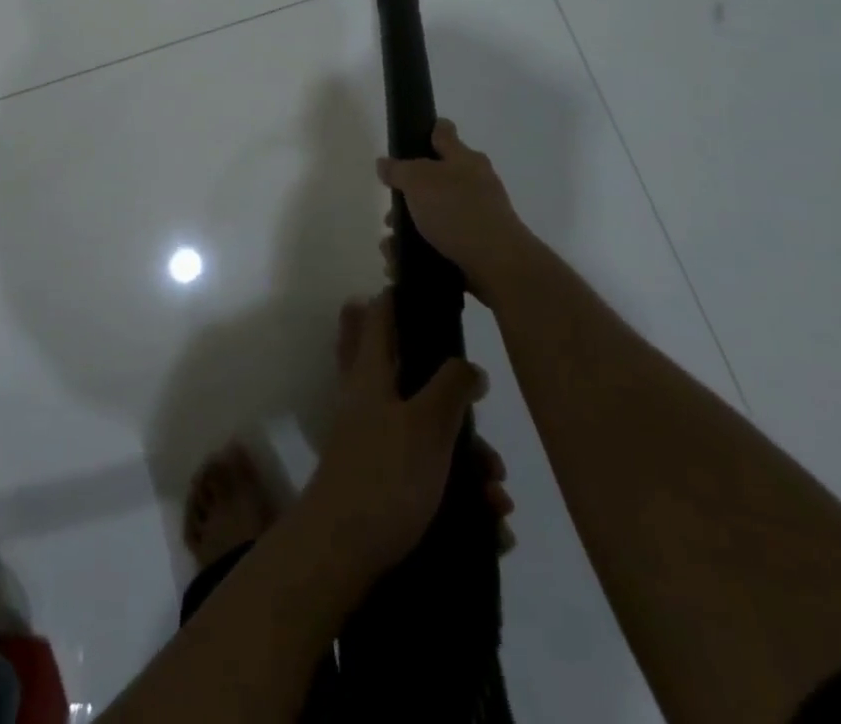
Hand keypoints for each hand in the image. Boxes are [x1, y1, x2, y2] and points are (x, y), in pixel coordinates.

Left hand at [302, 292, 484, 580]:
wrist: (344, 550)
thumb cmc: (384, 474)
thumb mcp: (426, 424)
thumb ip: (450, 386)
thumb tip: (468, 364)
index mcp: (371, 372)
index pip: (379, 315)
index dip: (399, 296)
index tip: (430, 289)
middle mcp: (370, 398)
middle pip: (412, 375)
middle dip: (457, 400)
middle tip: (484, 421)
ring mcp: (376, 439)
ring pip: (430, 432)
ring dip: (470, 460)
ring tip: (497, 494)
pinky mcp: (386, 480)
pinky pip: (432, 475)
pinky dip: (463, 494)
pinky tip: (492, 524)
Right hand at [377, 119, 536, 306]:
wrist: (498, 265)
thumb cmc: (457, 211)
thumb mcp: (418, 180)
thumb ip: (398, 169)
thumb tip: (385, 163)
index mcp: (465, 159)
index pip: (443, 132)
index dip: (425, 130)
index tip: (406, 139)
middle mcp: (475, 183)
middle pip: (434, 178)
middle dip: (408, 194)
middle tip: (391, 208)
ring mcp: (478, 215)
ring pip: (434, 214)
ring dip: (409, 227)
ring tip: (390, 244)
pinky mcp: (477, 246)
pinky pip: (440, 242)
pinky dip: (420, 249)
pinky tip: (402, 262)